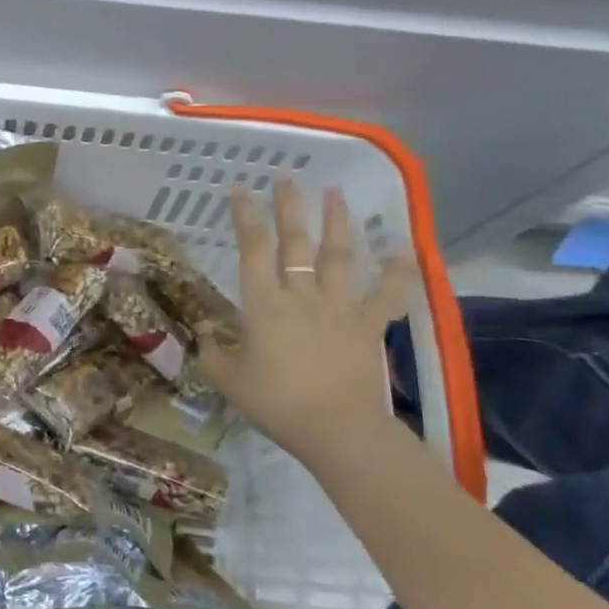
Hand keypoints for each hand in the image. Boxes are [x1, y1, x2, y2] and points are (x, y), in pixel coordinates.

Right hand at [198, 181, 414, 462]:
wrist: (338, 429)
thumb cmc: (276, 403)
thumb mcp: (228, 379)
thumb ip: (214, 353)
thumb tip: (205, 338)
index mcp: (264, 304)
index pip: (253, 249)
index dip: (246, 216)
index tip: (241, 189)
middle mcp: (302, 295)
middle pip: (296, 242)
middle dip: (290, 207)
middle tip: (288, 179)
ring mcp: (340, 307)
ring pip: (340, 256)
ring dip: (338, 223)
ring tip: (336, 194)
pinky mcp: (369, 325)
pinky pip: (389, 293)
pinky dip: (399, 270)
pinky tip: (404, 246)